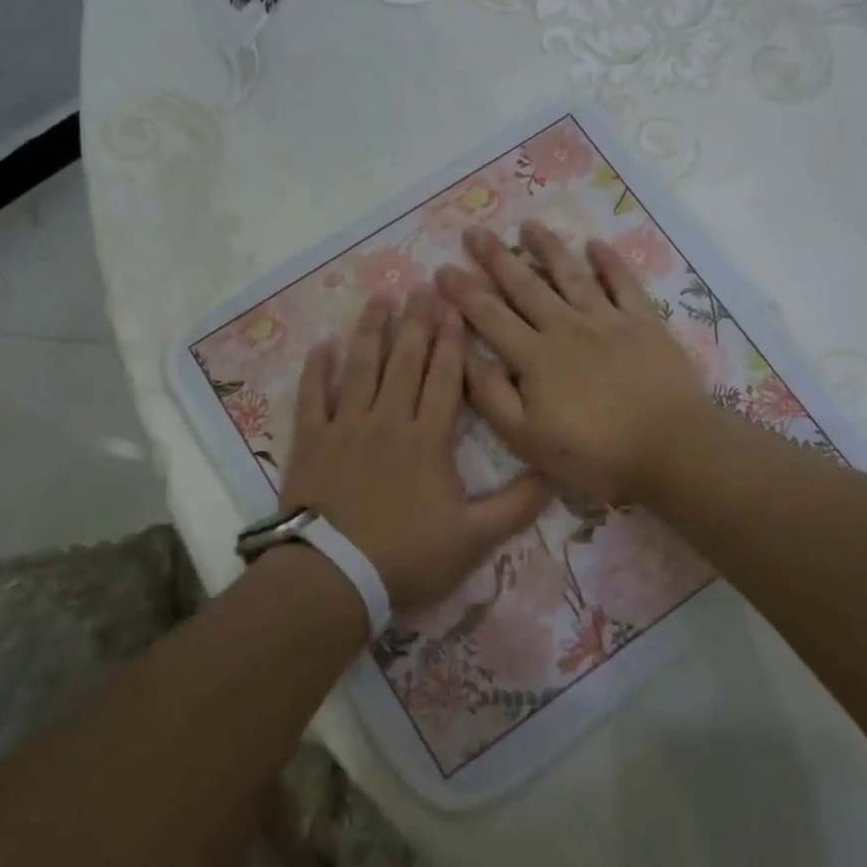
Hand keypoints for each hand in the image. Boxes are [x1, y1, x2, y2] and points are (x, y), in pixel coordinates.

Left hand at [280, 289, 551, 615]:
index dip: (451, 342)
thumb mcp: (473, 539)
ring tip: (379, 300)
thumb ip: (515, 507)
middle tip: (422, 288)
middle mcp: (387, 421)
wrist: (334, 577)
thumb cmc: (406, 557)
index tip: (455, 308)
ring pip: (360, 369)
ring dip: (370, 332)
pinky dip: (317, 371)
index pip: (444, 379)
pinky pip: (313, 397)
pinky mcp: (311, 442)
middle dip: (416, 323)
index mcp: (427, 439)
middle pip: (404, 362)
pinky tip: (322, 346)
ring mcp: (345, 428)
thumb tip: (554, 476)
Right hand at [437, 221, 711, 505]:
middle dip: (496, 258)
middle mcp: (566, 328)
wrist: (672, 449)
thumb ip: (491, 396)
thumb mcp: (528, 439)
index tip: (442, 269)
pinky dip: (609, 262)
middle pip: (525, 286)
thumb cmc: (595, 453)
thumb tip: (463, 355)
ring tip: (529, 224)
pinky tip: (596, 244)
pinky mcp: (644, 323)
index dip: (464, 292)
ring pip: (571, 275)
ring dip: (548, 248)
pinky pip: (623, 283)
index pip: (490, 316)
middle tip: (475, 232)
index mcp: (535, 357)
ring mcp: (608, 320)